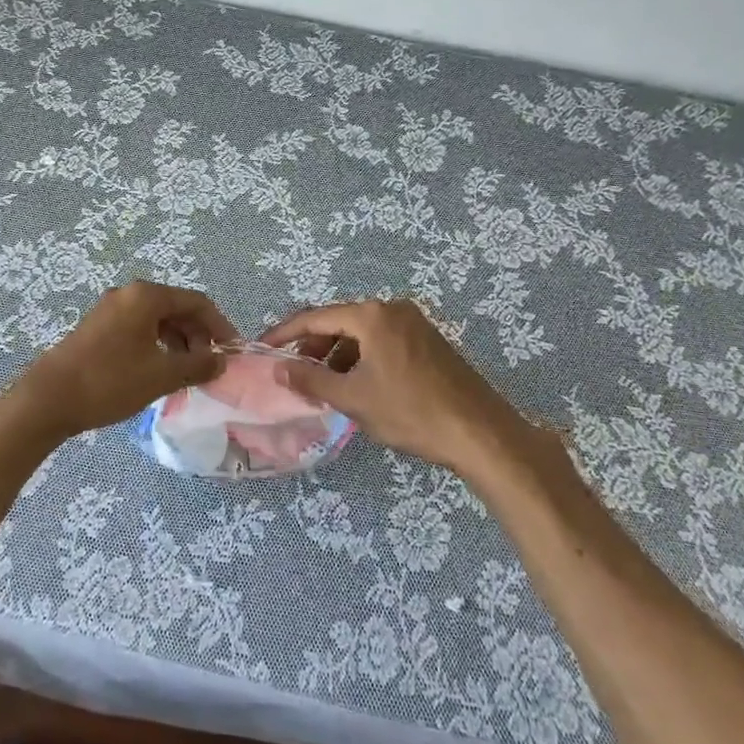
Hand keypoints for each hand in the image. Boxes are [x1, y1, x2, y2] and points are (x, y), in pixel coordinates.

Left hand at [1, 281, 237, 445]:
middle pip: (176, 308)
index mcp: (146, 296)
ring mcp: (110, 310)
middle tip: (209, 367)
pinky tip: (160, 372)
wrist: (49, 398)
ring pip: (157, 320)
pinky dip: (157, 346)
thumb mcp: (161, 375)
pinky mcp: (97, 327)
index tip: (233, 352)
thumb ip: (197, 365)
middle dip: (198, 336)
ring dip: (178, 343)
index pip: (196, 302)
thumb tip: (221, 361)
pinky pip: (138, 329)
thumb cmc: (110, 381)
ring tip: (187, 374)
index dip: (220, 326)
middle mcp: (128, 294)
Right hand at [263, 299, 545, 474]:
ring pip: (361, 333)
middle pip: (339, 322)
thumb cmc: (410, 412)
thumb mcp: (353, 398)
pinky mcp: (428, 341)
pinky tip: (357, 385)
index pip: (315, 317)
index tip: (262, 348)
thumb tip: (279, 366)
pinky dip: (361, 358)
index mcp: (371, 315)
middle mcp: (391, 309)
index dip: (285, 334)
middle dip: (312, 346)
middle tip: (293, 372)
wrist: (481, 434)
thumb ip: (311, 378)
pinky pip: (382, 341)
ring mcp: (414, 323)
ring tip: (323, 384)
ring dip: (337, 355)